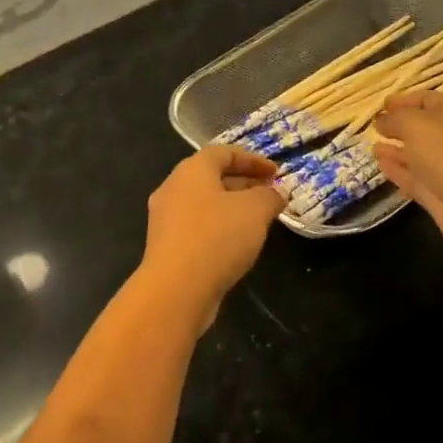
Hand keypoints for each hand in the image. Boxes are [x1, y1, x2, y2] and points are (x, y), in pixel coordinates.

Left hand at [138, 145, 286, 319]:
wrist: (176, 290)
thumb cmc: (217, 237)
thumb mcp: (255, 211)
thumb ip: (269, 196)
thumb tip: (276, 192)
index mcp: (191, 170)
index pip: (223, 152)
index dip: (252, 159)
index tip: (276, 172)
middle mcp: (173, 188)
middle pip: (211, 177)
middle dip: (244, 183)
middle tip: (270, 194)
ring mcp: (166, 219)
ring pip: (204, 204)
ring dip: (232, 207)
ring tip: (259, 220)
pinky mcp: (166, 247)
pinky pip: (197, 227)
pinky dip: (219, 228)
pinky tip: (237, 244)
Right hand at [373, 90, 442, 260]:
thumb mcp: (417, 125)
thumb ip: (396, 119)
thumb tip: (382, 120)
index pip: (427, 99)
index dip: (403, 100)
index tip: (380, 105)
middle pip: (423, 127)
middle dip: (398, 126)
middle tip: (373, 126)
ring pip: (418, 154)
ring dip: (396, 149)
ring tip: (372, 145)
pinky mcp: (441, 194)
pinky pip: (415, 177)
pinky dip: (398, 171)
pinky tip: (380, 164)